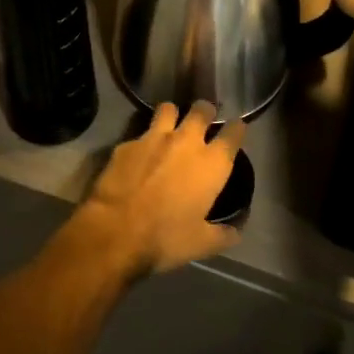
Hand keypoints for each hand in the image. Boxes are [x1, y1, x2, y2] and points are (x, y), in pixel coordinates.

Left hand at [68, 101, 244, 277]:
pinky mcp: (127, 142)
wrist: (117, 229)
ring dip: (172, 114)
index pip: (233, 133)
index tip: (236, 128)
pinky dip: (144, 141)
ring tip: (171, 124)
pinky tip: (140, 154)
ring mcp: (154, 137)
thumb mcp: (201, 244)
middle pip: (201, 110)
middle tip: (204, 119)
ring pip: (168, 108)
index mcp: (211, 163)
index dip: (236, 128)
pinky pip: (140, 133)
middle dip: (205, 111)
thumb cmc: (166, 237)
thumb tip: (234, 231)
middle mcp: (186, 141)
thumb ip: (222, 234)